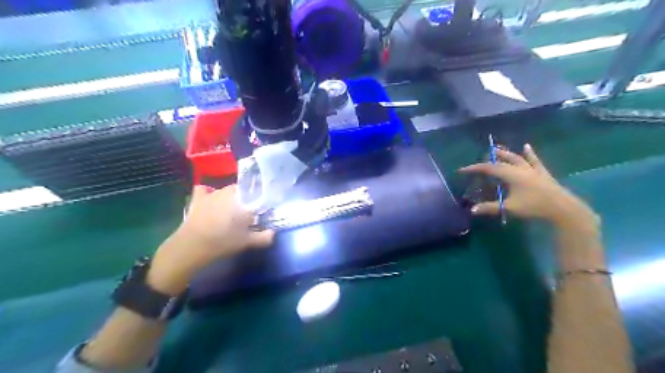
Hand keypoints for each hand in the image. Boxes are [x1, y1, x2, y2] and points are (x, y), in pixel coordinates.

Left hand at [149, 186, 275, 295]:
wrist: (192, 246)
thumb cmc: (223, 242)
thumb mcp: (247, 242)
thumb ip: (263, 237)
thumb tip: (273, 233)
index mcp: (243, 200)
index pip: (256, 193)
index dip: (259, 200)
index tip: (260, 211)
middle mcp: (229, 192)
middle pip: (242, 191)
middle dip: (245, 199)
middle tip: (246, 213)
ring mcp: (212, 193)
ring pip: (225, 190)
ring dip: (229, 197)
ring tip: (229, 210)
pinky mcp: (198, 198)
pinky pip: (204, 189)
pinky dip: (208, 192)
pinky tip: (210, 199)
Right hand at [463, 143, 597, 228]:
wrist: (563, 208)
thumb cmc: (534, 207)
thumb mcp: (509, 208)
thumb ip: (490, 208)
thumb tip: (472, 210)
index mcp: (511, 175)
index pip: (488, 168)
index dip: (474, 168)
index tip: (462, 170)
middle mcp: (520, 169)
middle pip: (502, 160)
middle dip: (489, 159)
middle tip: (480, 159)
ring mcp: (532, 169)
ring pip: (516, 158)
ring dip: (505, 153)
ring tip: (497, 148)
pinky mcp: (542, 173)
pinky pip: (534, 160)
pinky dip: (529, 153)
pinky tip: (526, 146)